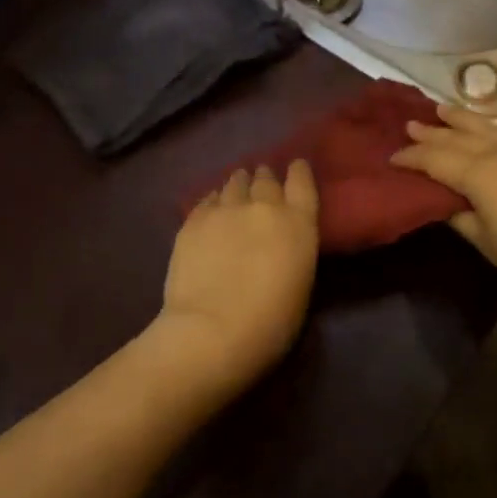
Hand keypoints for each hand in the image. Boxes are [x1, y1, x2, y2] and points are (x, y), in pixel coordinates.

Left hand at [157, 162, 320, 389]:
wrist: (213, 330)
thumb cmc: (270, 323)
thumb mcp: (300, 283)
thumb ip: (293, 250)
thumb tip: (279, 241)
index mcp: (298, 223)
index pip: (302, 182)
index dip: (298, 171)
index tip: (295, 166)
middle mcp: (264, 206)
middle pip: (265, 179)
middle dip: (265, 179)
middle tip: (262, 183)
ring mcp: (225, 209)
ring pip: (234, 183)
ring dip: (238, 184)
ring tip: (236, 188)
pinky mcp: (194, 220)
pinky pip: (207, 199)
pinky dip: (214, 200)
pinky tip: (212, 207)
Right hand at [389, 100, 496, 301]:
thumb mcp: (489, 244)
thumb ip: (462, 219)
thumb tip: (444, 204)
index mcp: (477, 176)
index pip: (434, 161)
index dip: (411, 158)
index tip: (391, 157)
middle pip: (457, 139)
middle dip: (431, 132)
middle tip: (409, 124)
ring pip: (487, 126)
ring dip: (462, 117)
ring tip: (441, 108)